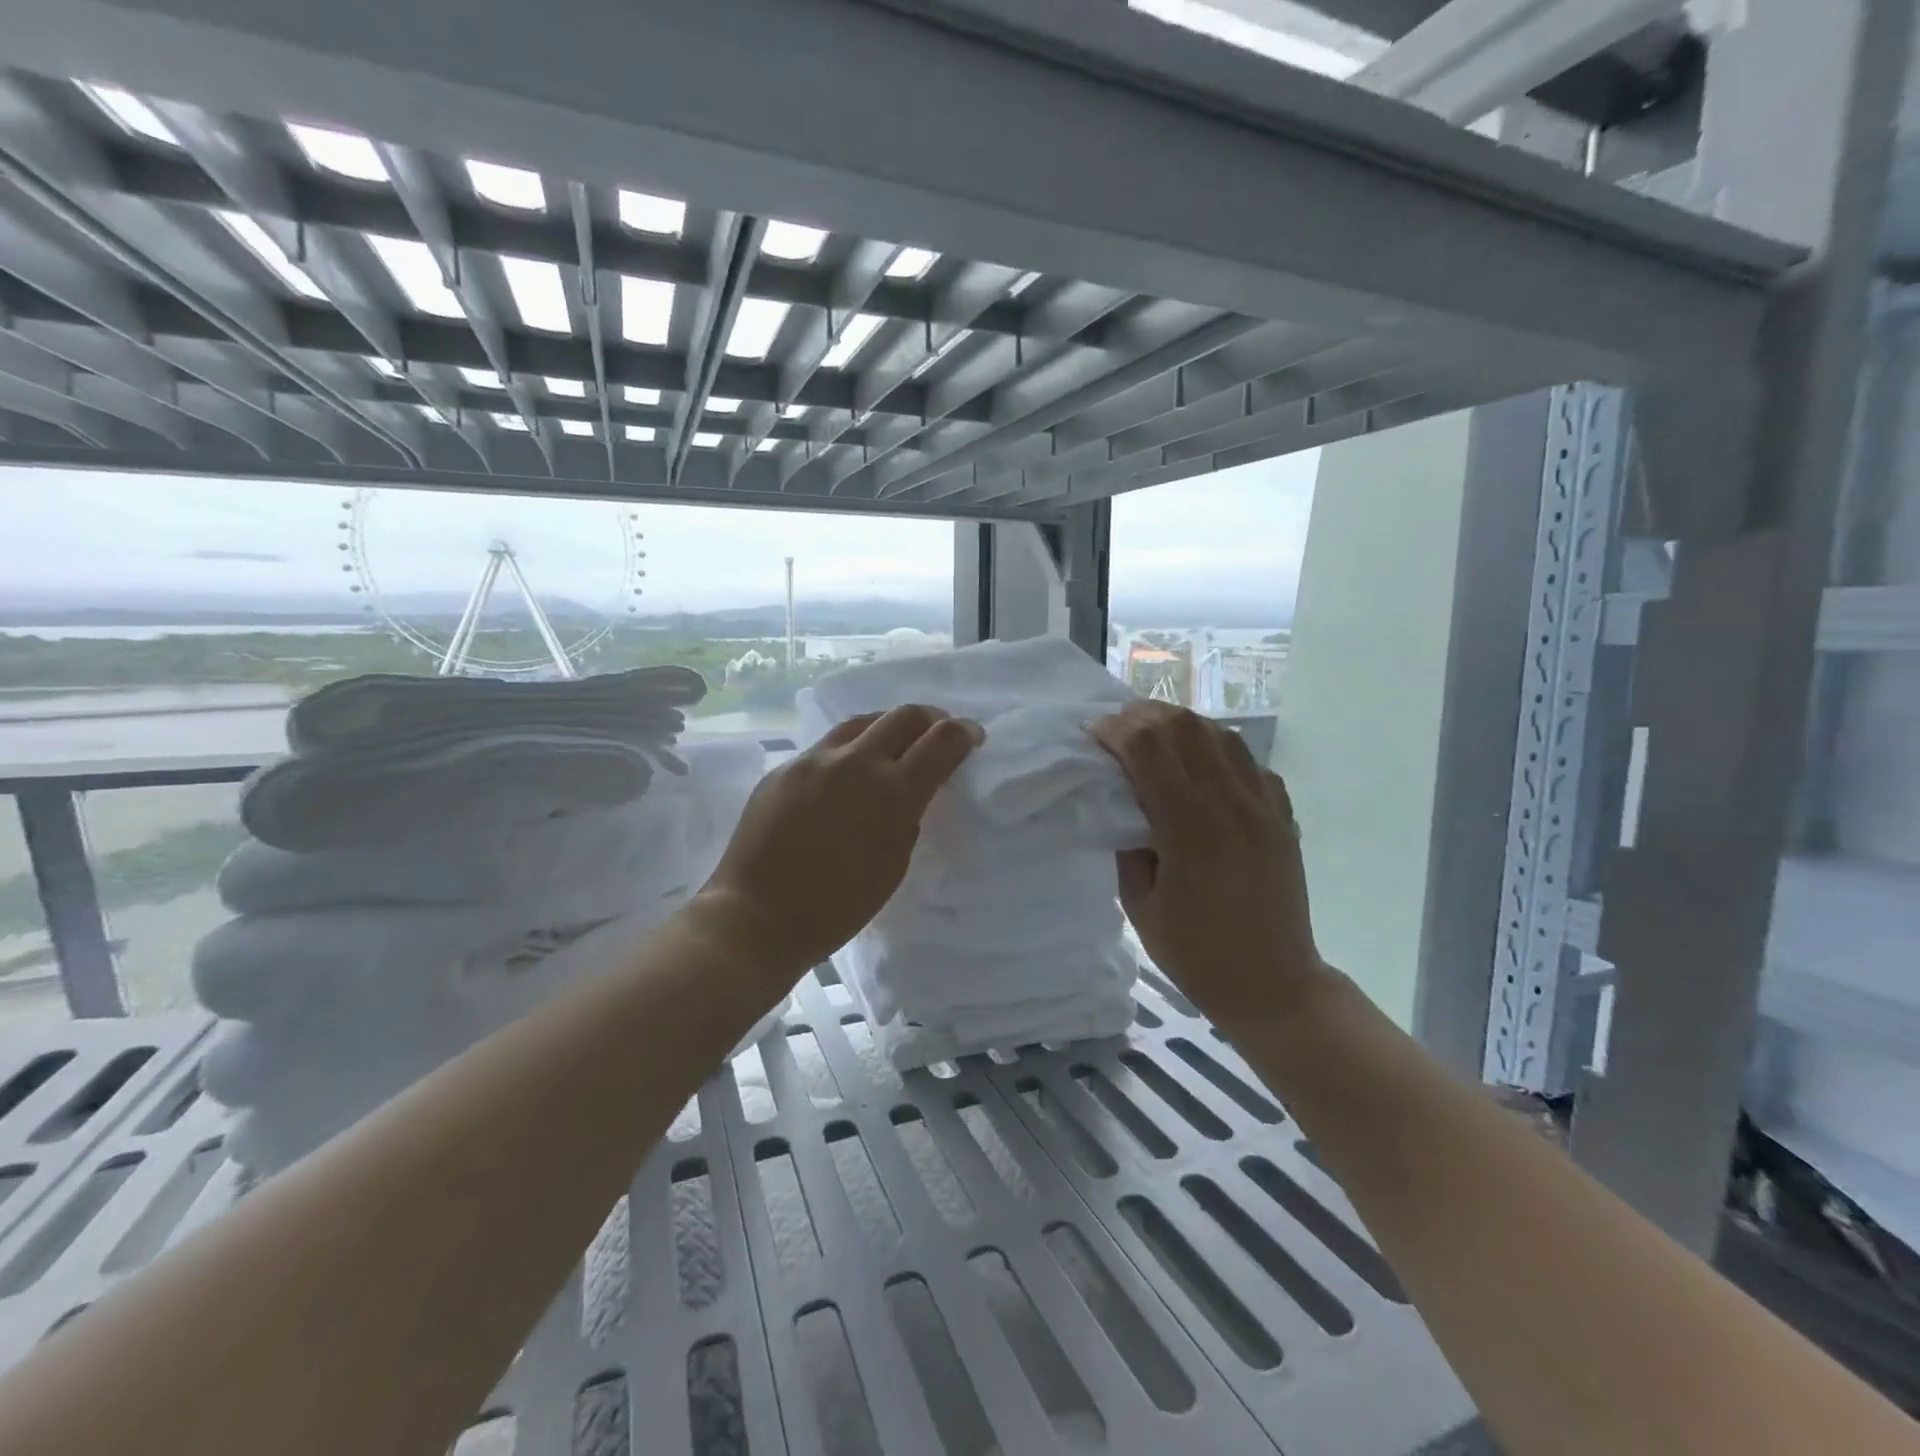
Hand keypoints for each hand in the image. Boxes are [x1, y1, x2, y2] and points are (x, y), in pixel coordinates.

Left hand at [698, 705, 983, 980]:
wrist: (757, 917)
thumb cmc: (838, 906)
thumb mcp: (894, 862)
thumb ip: (909, 814)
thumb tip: (912, 787)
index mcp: (892, 792)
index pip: (941, 741)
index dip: (963, 733)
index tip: (972, 736)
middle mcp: (855, 762)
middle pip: (903, 716)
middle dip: (930, 719)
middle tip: (937, 733)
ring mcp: (814, 760)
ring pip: (861, 722)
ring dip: (886, 727)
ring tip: (892, 745)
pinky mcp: (784, 768)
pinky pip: (825, 747)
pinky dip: (848, 752)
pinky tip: (844, 775)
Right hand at [1089, 701, 1323, 1023]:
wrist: (1273, 984)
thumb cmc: (1195, 953)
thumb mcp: (1139, 903)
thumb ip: (1127, 842)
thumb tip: (1120, 801)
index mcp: (1189, 828)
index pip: (1148, 748)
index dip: (1114, 731)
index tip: (1092, 734)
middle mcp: (1230, 804)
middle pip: (1185, 726)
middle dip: (1144, 716)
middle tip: (1119, 729)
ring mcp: (1264, 806)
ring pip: (1221, 734)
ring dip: (1181, 726)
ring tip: (1155, 739)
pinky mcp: (1282, 815)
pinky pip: (1248, 761)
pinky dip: (1217, 750)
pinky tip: (1201, 768)